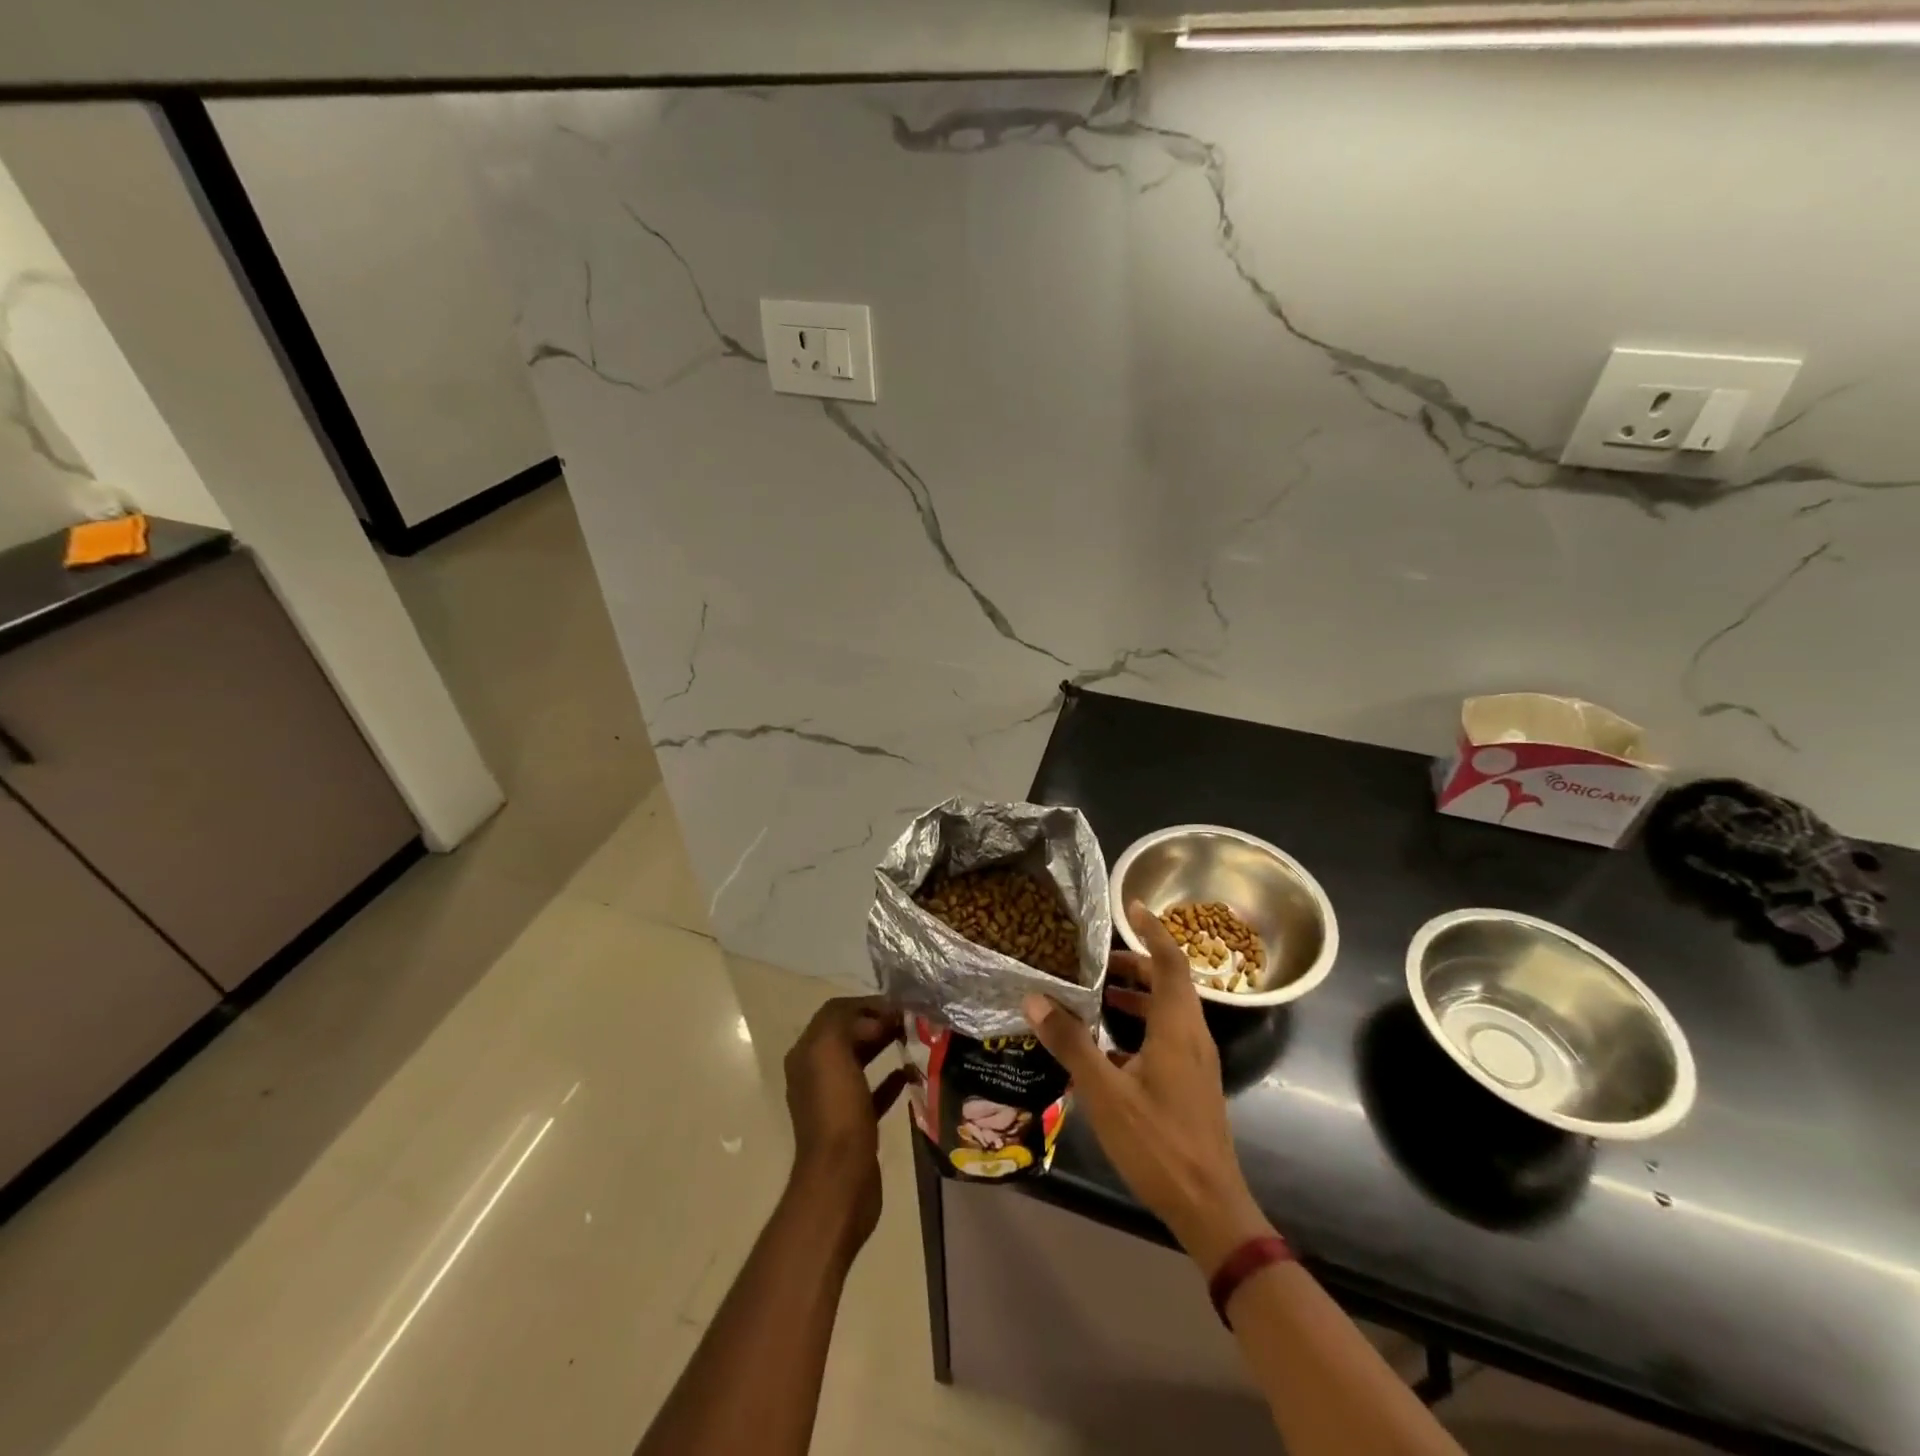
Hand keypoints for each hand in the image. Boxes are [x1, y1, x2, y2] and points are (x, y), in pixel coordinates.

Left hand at [782, 996, 910, 1254]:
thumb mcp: (831, 1052)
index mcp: (806, 1054)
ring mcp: (834, 1100)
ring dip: (884, 1045)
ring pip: (861, 1060)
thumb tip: (872, 1018)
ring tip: (914, 1038)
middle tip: (910, 1020)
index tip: (897, 1006)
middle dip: (877, 1022)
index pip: (835, 1012)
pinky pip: (873, 1091)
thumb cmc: (837, 1113)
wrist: (841, 1182)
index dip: (865, 1004)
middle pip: (848, 1034)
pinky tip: (911, 1073)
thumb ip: (843, 1021)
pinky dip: (890, 1079)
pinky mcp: (854, 1123)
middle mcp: (815, 1073)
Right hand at [1024, 902, 1274, 1274]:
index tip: (1132, 905)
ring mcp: (1196, 1063)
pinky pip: (1168, 1037)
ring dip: (1138, 996)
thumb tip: (1036, 999)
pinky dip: (1141, 1027)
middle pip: (1170, 982)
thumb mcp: (1106, 1092)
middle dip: (1136, 963)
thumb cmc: (1159, 1144)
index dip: (1152, 930)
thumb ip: (1072, 1043)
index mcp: (1177, 1028)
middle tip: (1099, 960)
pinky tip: (1109, 1049)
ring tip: (1100, 996)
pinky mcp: (1193, 1084)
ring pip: (1169, 1011)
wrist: (1210, 1208)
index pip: (1170, 961)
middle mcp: (1193, 1036)